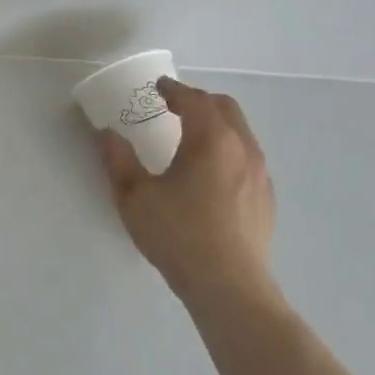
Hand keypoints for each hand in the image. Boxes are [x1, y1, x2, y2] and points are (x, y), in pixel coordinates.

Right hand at [97, 77, 278, 313]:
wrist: (229, 287)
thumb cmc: (178, 235)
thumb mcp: (134, 196)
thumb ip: (118, 160)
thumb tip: (107, 134)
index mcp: (211, 139)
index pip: (194, 100)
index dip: (174, 89)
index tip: (158, 87)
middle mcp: (242, 148)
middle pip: (225, 108)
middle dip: (199, 100)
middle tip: (174, 106)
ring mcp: (260, 174)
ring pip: (241, 132)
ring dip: (217, 124)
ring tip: (192, 136)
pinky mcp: (266, 198)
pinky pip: (248, 157)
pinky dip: (228, 148)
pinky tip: (211, 172)